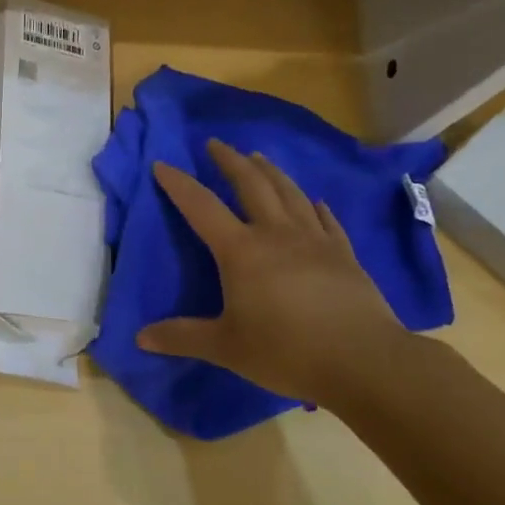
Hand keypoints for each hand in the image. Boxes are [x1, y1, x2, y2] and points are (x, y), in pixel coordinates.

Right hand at [138, 140, 410, 408]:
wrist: (364, 361)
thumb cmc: (286, 351)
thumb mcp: (225, 348)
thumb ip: (182, 337)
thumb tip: (140, 337)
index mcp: (241, 251)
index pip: (201, 207)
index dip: (179, 184)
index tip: (163, 164)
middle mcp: (276, 234)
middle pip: (251, 185)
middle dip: (230, 161)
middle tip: (216, 144)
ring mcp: (315, 240)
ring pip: (289, 193)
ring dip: (270, 171)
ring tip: (258, 157)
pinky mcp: (344, 254)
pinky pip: (325, 219)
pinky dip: (313, 205)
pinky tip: (313, 200)